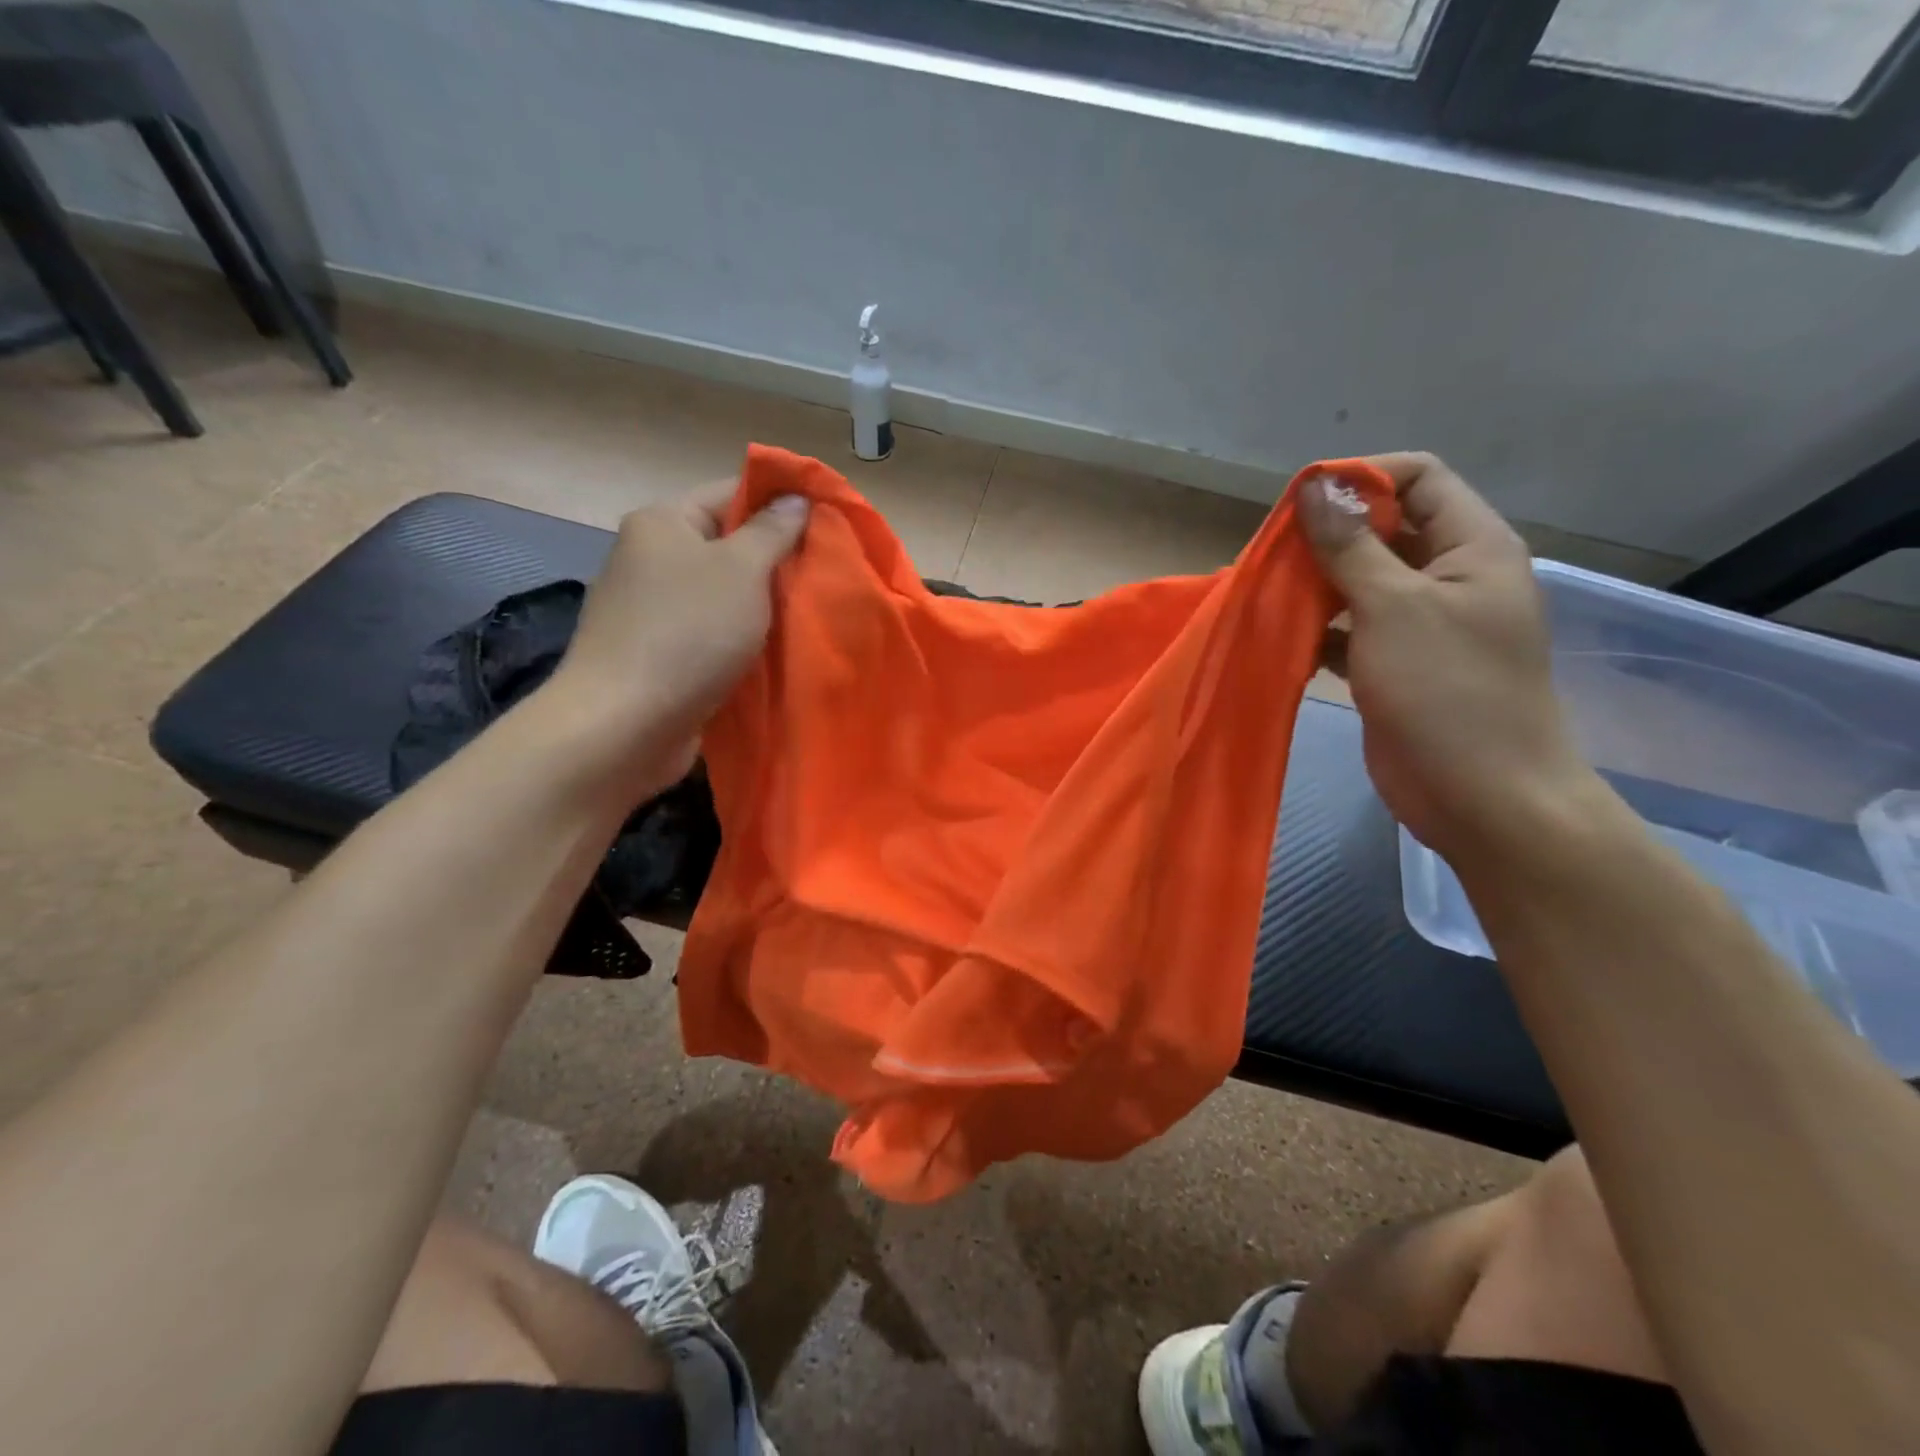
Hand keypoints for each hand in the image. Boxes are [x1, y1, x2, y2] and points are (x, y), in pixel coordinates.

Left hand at [545, 479, 809, 795]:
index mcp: (662, 523)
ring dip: (762, 605)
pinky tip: (776, 651)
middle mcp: (650, 559)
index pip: (730, 492)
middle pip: (726, 545)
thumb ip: (772, 531)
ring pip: (721, 594)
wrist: (625, 724)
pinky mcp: (657, 654)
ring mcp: (650, 610)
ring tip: (811, 613)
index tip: (828, 521)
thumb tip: (795, 497)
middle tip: (827, 573)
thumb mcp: (741, 570)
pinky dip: (741, 639)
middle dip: (776, 560)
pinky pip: (711, 633)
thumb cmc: (687, 633)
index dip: (780, 502)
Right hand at [1301, 453, 1595, 861]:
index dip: (1361, 478)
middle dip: (1328, 536)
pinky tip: (1282, 636)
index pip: (1419, 478)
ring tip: (1267, 592)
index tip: (1301, 505)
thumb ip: (1351, 545)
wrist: (1482, 797)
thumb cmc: (1447, 692)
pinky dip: (1318, 628)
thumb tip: (1316, 485)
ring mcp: (1423, 624)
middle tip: (1272, 555)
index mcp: (1472, 547)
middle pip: (1385, 528)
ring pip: (1362, 581)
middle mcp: (1450, 576)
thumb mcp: (1393, 607)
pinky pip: (1352, 628)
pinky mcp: (1397, 664)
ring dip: (1316, 584)